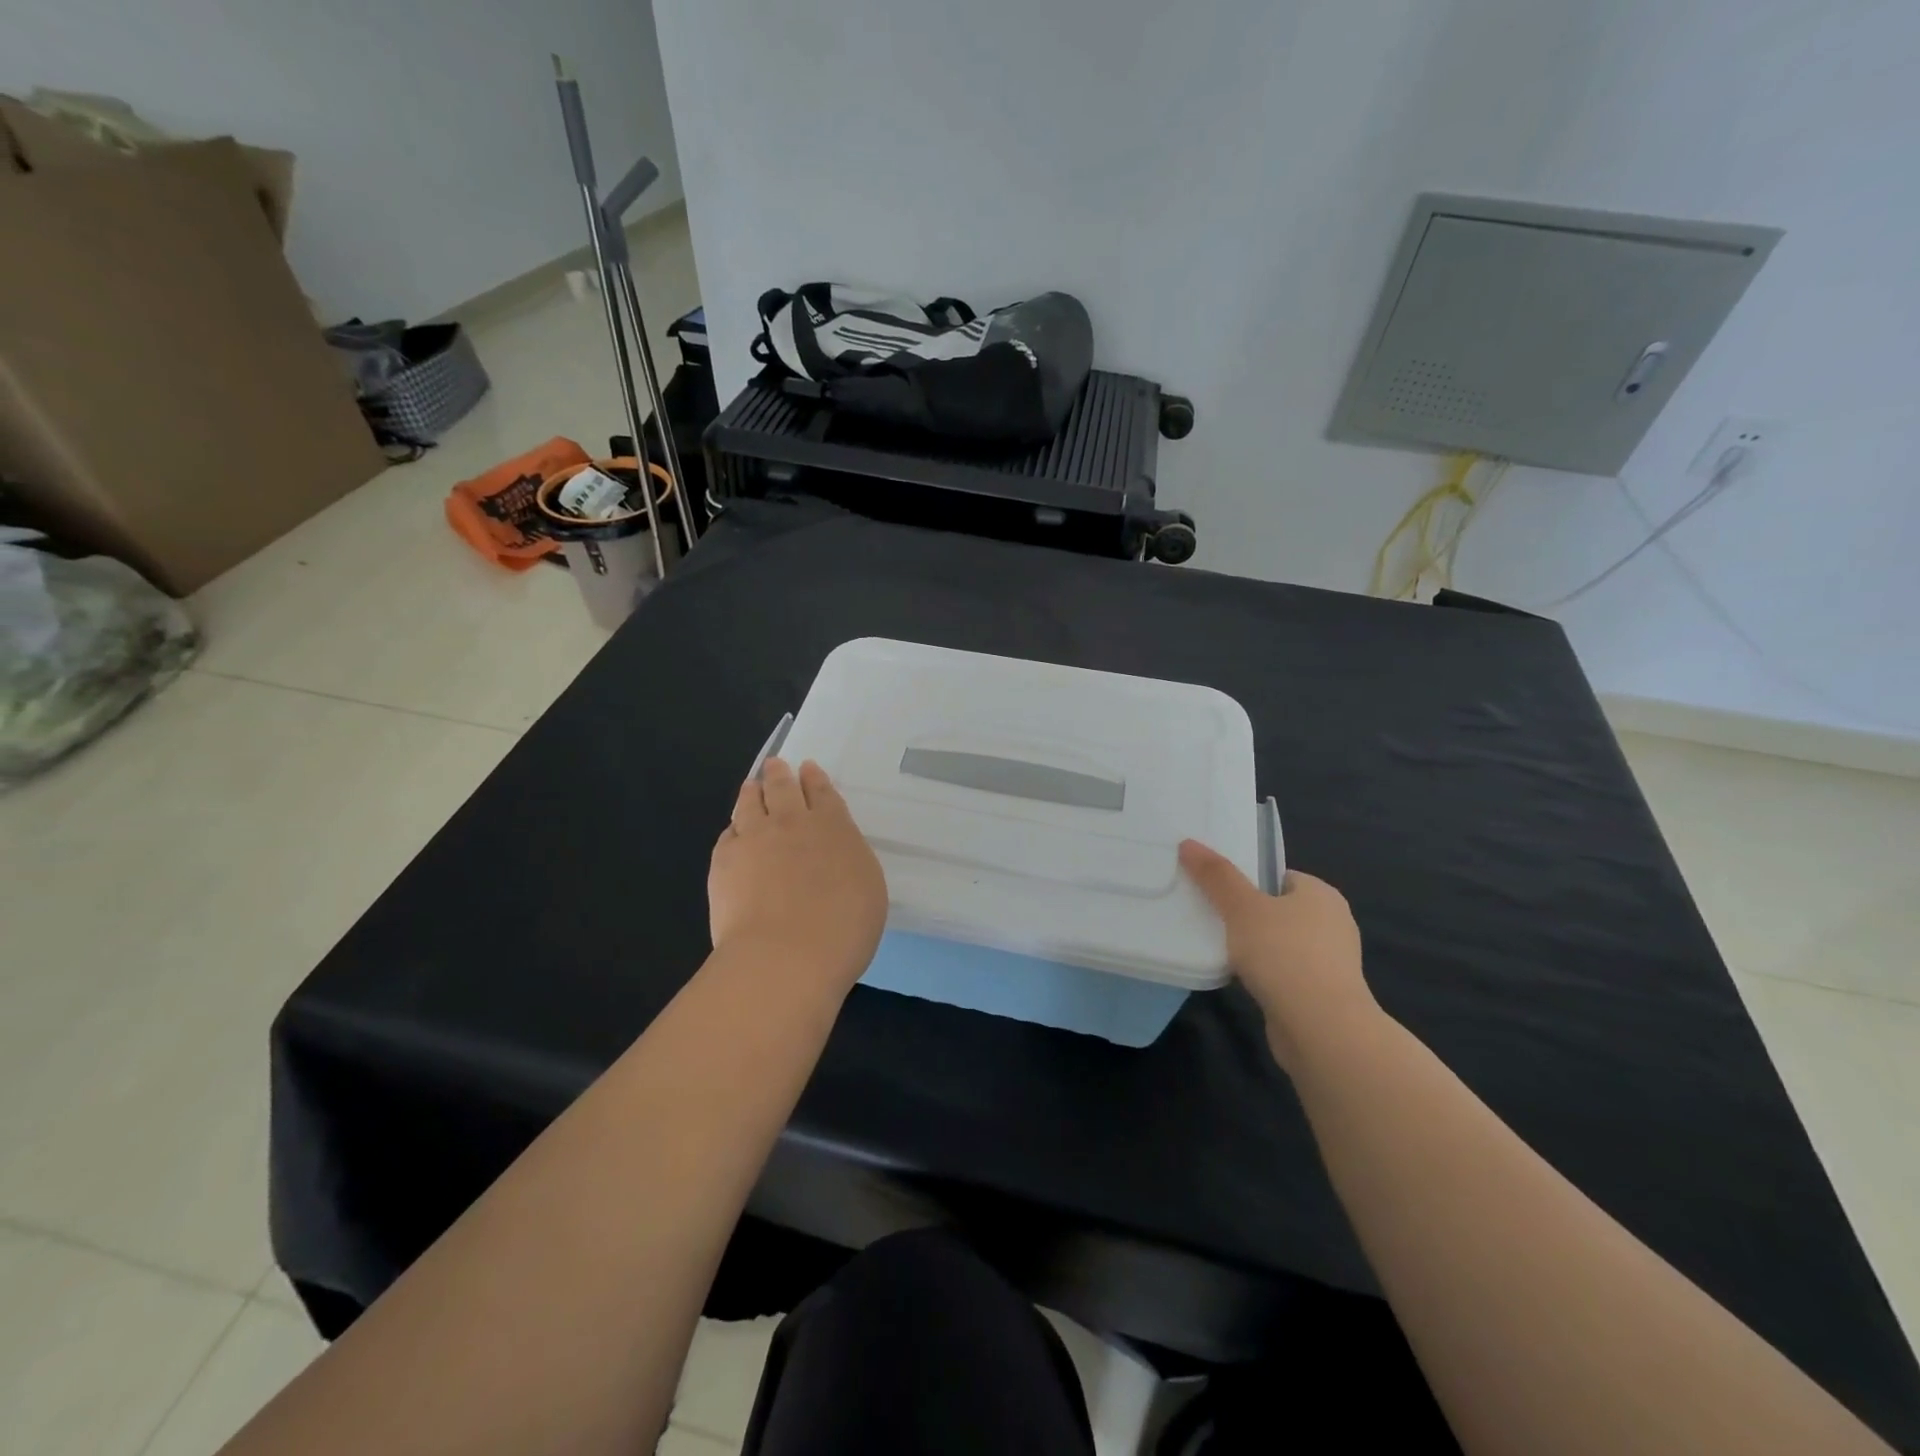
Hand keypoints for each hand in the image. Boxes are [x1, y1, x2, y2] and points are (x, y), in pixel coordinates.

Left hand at [709, 758, 887, 995]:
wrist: (786, 956)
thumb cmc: (844, 929)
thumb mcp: (869, 890)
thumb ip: (850, 862)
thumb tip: (836, 856)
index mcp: (833, 826)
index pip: (822, 792)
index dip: (814, 778)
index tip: (808, 768)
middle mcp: (792, 822)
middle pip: (782, 787)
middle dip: (780, 774)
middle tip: (776, 766)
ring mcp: (754, 838)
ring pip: (750, 803)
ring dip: (752, 792)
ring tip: (752, 787)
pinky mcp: (723, 861)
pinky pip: (728, 835)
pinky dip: (734, 828)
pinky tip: (734, 833)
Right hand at [1178, 840, 1379, 1070]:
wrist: (1322, 1029)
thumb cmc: (1284, 954)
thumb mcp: (1241, 907)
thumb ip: (1216, 876)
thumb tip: (1188, 843)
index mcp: (1321, 894)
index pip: (1279, 877)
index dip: (1246, 880)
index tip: (1214, 890)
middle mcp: (1333, 923)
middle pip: (1278, 909)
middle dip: (1246, 914)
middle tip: (1208, 916)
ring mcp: (1330, 962)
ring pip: (1280, 943)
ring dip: (1254, 947)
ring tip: (1216, 947)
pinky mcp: (1323, 995)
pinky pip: (1284, 973)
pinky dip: (1264, 974)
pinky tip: (1239, 978)